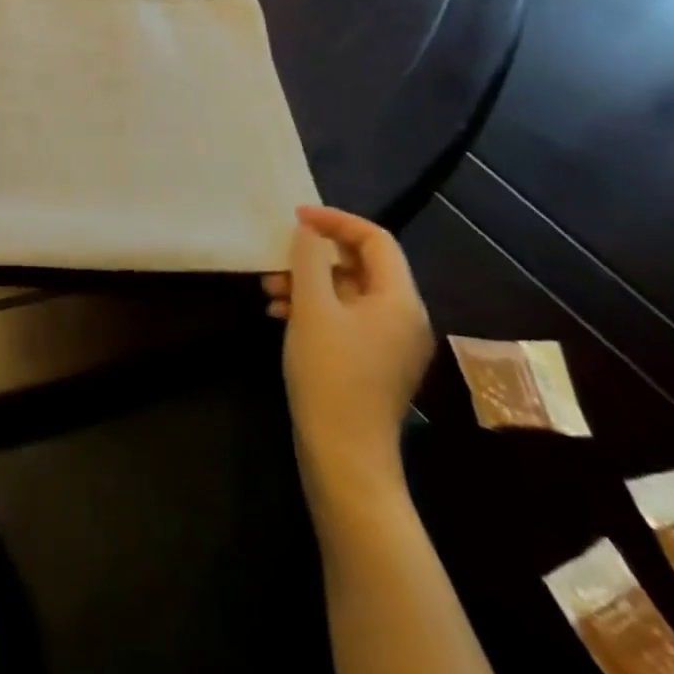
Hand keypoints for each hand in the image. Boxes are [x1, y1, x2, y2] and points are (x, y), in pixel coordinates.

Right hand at [263, 206, 432, 490]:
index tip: (296, 218)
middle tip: (277, 257)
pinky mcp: (375, 362)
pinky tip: (280, 315)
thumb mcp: (312, 308)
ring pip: (349, 292)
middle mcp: (404, 317)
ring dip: (308, 282)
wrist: (344, 455)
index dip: (335, 220)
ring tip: (270, 290)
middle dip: (314, 256)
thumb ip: (309, 260)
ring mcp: (391, 343)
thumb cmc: (330, 373)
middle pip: (361, 264)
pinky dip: (315, 308)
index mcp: (399, 300)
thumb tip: (309, 230)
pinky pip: (346, 317)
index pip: (375, 239)